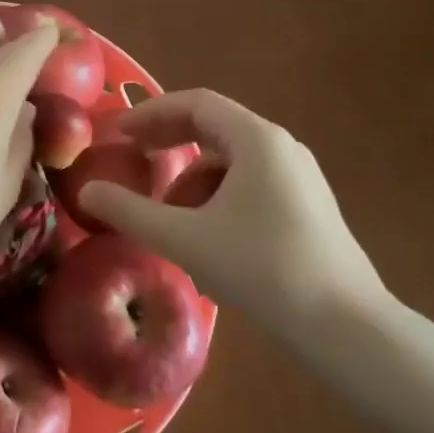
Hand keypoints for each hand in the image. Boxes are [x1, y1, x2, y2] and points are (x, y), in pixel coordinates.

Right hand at [78, 89, 393, 337]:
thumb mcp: (186, 239)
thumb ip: (131, 211)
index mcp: (256, 139)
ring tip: (169, 218)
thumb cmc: (263, 269)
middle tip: (134, 161)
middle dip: (169, 143)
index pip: (195, 103)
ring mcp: (300, 177)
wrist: (347, 328)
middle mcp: (281, 146)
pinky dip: (219, 198)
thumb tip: (86, 192)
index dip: (151, 113)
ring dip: (192, 178)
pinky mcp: (308, 207)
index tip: (119, 133)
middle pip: (213, 128)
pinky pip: (251, 184)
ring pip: (232, 161)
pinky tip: (207, 239)